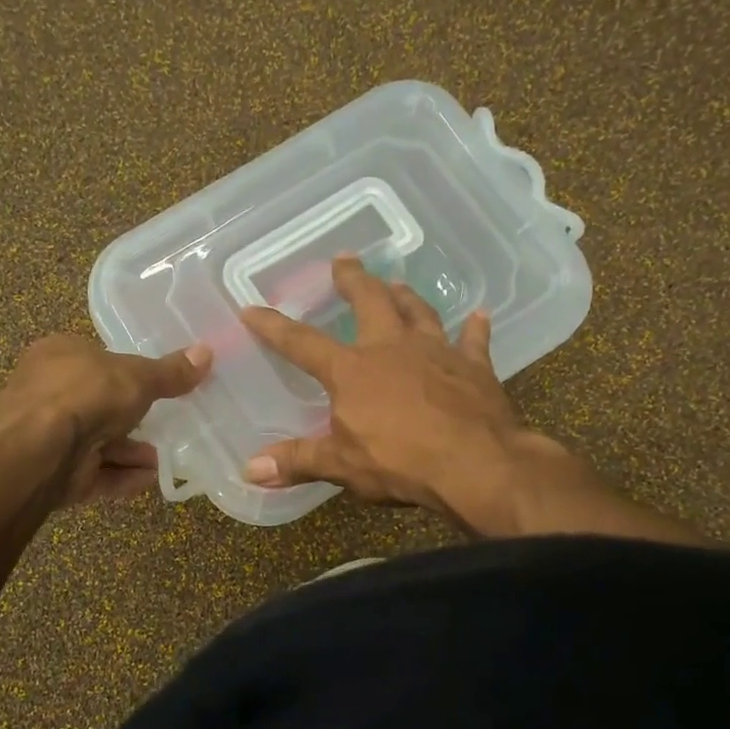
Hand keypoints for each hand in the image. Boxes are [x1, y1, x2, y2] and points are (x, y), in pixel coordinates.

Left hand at [0, 335, 211, 505]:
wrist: (38, 451)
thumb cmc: (84, 395)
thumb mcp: (137, 377)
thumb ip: (170, 372)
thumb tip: (208, 353)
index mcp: (58, 355)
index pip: (94, 359)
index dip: (125, 372)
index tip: (154, 387)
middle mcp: (47, 392)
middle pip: (98, 405)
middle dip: (132, 421)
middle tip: (165, 427)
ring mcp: (47, 436)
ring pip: (97, 443)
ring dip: (131, 453)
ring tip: (162, 460)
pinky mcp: (52, 473)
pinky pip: (93, 473)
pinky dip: (121, 477)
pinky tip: (148, 479)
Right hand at [240, 257, 569, 517]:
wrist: (476, 464)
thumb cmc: (401, 462)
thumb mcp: (341, 465)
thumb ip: (298, 461)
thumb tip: (250, 470)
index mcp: (352, 370)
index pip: (302, 343)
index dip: (274, 326)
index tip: (251, 308)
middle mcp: (392, 348)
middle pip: (369, 302)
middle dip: (353, 279)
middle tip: (344, 259)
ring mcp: (436, 352)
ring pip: (418, 312)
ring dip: (405, 296)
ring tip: (397, 283)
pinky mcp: (474, 366)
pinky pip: (474, 340)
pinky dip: (475, 328)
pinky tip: (479, 315)